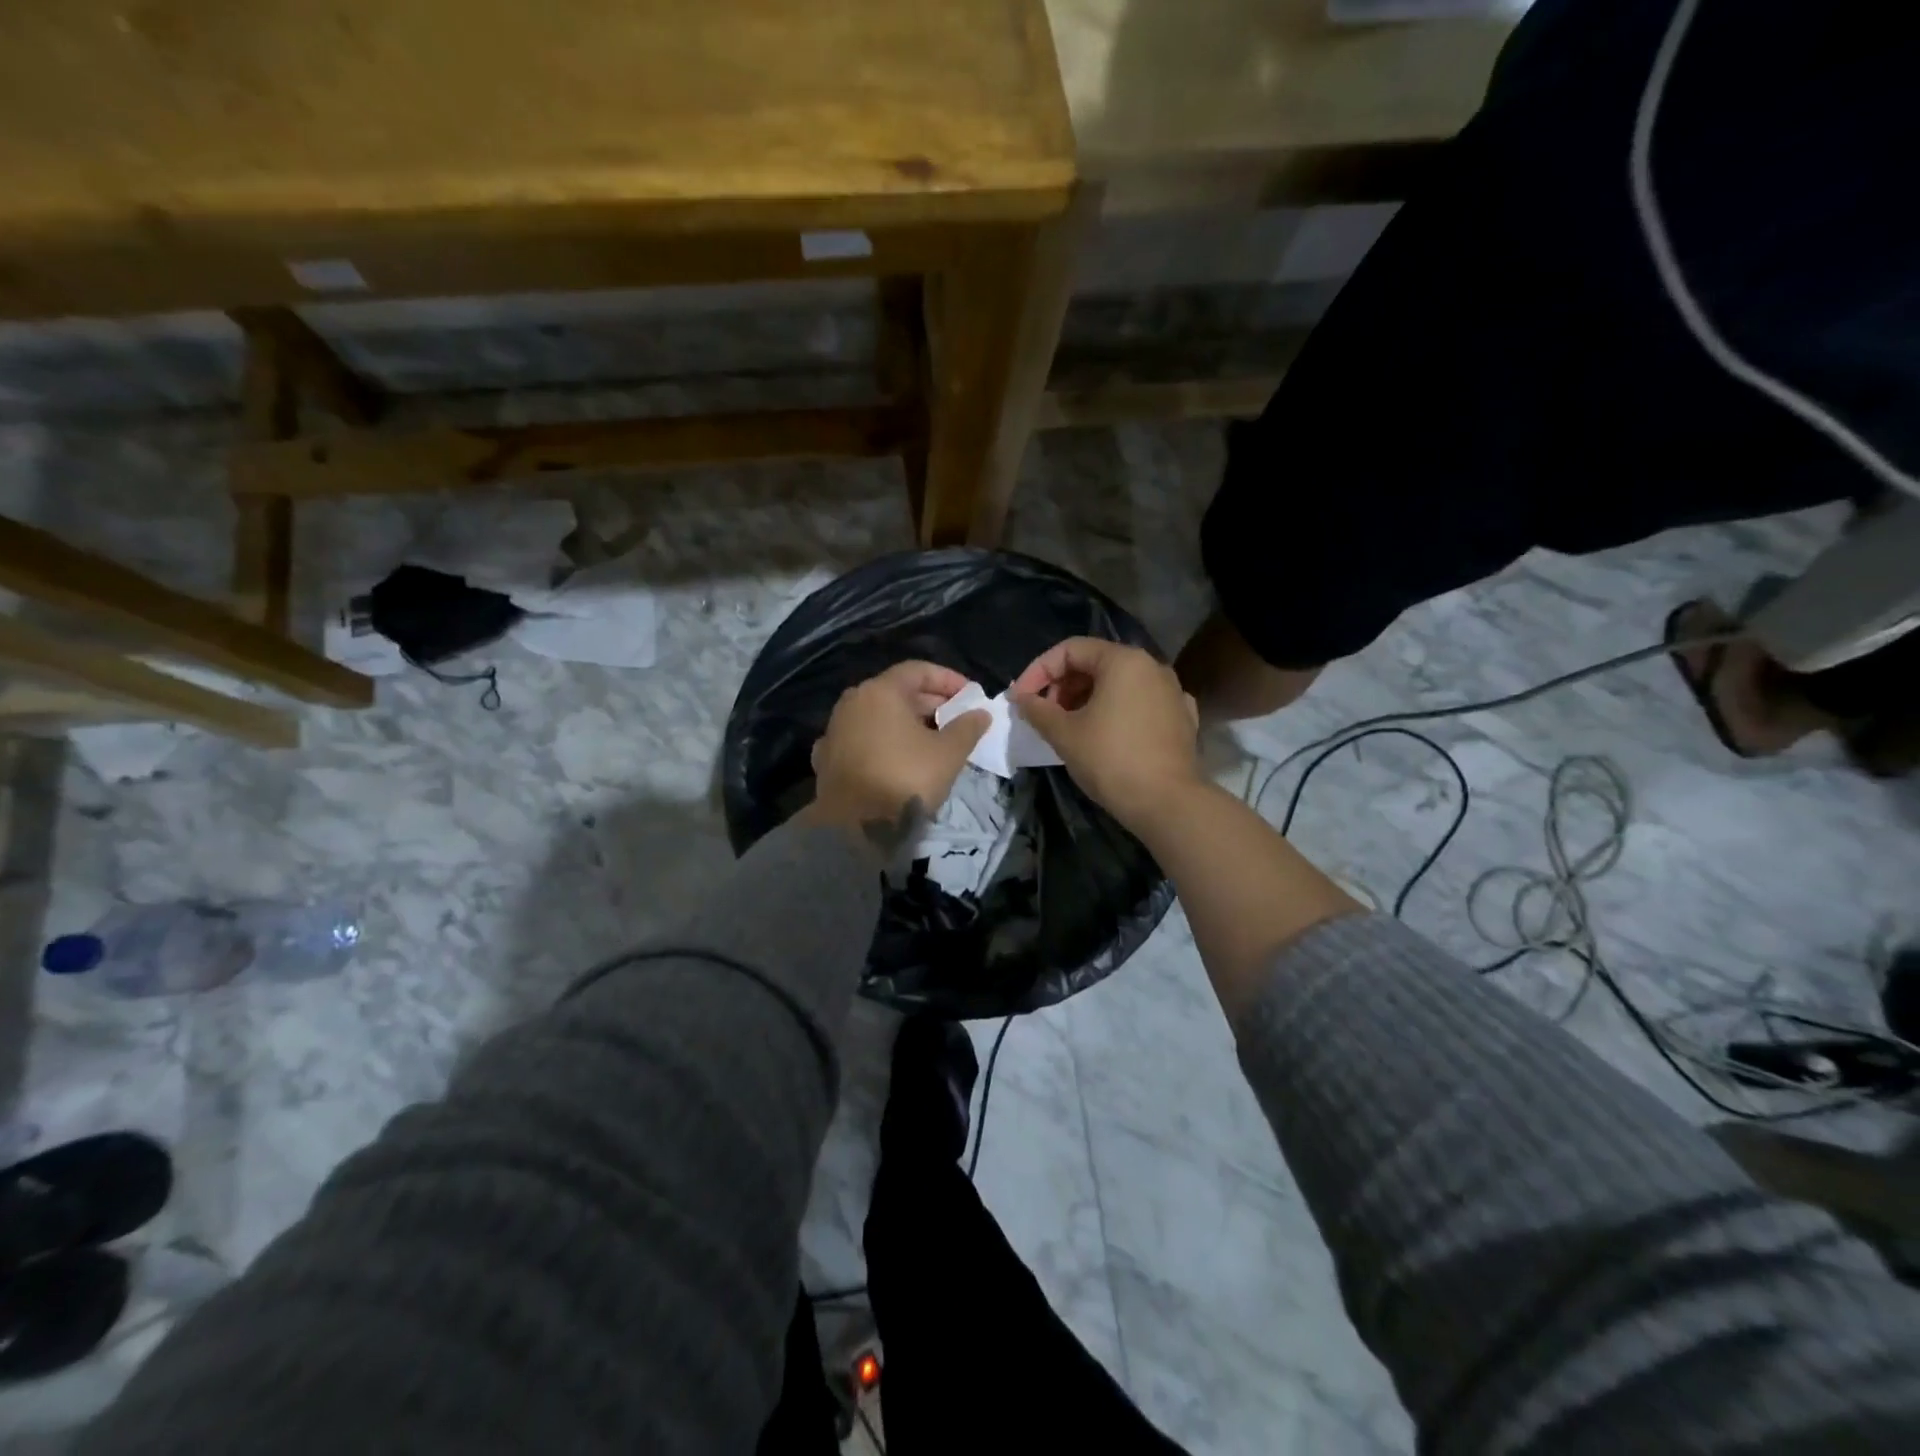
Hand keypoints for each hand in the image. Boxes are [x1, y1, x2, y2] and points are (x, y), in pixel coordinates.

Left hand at [806, 661, 989, 853]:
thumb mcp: (948, 753)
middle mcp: (852, 702)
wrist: (855, 826)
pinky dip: (882, 741)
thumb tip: (980, 713)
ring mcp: (835, 729)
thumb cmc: (906, 778)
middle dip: (929, 702)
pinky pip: (861, 739)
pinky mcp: (826, 757)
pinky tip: (896, 756)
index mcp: (880, 691)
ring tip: (932, 739)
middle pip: (896, 692)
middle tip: (956, 718)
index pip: (918, 671)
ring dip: (905, 723)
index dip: (948, 680)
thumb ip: (967, 727)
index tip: (970, 694)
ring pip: (877, 716)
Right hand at [1010, 638, 1200, 827]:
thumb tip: (1022, 699)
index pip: (1070, 650)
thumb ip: (1037, 710)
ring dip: (1087, 699)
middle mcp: (1152, 666)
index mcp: (1123, 660)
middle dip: (1063, 685)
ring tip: (1069, 727)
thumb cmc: (1111, 760)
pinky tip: (1106, 734)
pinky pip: (1140, 704)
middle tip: (1044, 715)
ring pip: (1119, 684)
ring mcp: (1172, 691)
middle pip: (1096, 663)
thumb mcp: (1064, 734)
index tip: (1020, 699)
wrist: (1167, 803)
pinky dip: (1116, 712)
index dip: (1038, 671)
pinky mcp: (1181, 718)